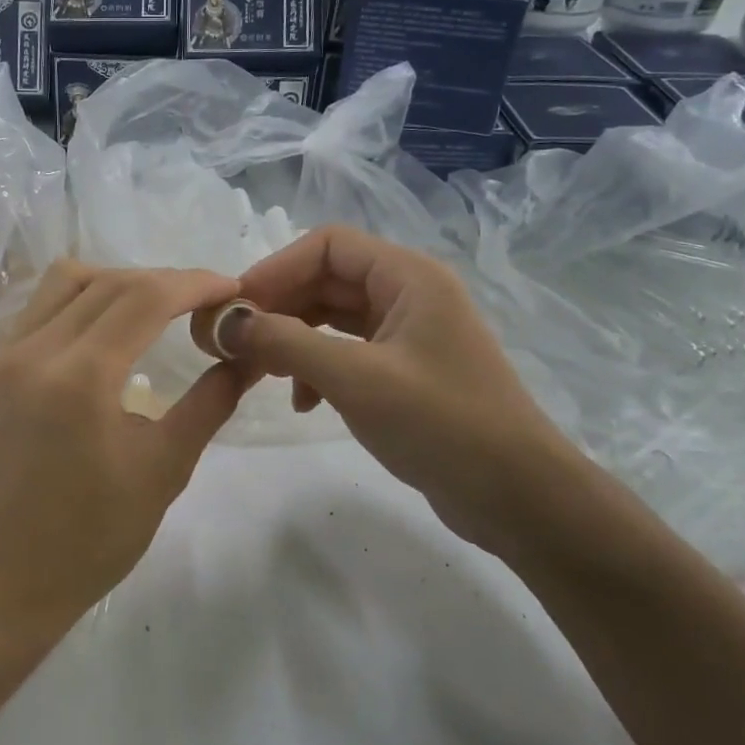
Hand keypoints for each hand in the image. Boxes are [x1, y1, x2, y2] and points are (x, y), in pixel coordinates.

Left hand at [0, 261, 251, 624]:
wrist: (10, 574)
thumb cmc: (96, 534)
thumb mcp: (165, 468)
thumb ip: (210, 402)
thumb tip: (247, 356)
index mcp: (80, 378)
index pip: (144, 297)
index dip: (194, 284)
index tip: (230, 289)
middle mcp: (34, 352)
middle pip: (108, 281)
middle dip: (163, 281)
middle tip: (202, 304)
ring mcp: (3, 357)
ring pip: (65, 281)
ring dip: (116, 282)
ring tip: (153, 310)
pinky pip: (39, 309)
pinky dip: (80, 302)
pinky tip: (106, 332)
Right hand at [226, 227, 596, 557]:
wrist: (519, 499)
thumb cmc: (442, 424)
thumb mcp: (355, 379)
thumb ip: (286, 343)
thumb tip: (225, 323)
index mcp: (408, 276)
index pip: (328, 245)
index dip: (276, 268)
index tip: (236, 307)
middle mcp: (409, 294)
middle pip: (326, 280)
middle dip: (279, 308)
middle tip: (237, 343)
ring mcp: (409, 334)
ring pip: (333, 318)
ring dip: (294, 340)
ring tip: (262, 372)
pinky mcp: (406, 371)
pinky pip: (347, 352)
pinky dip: (317, 368)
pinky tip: (304, 403)